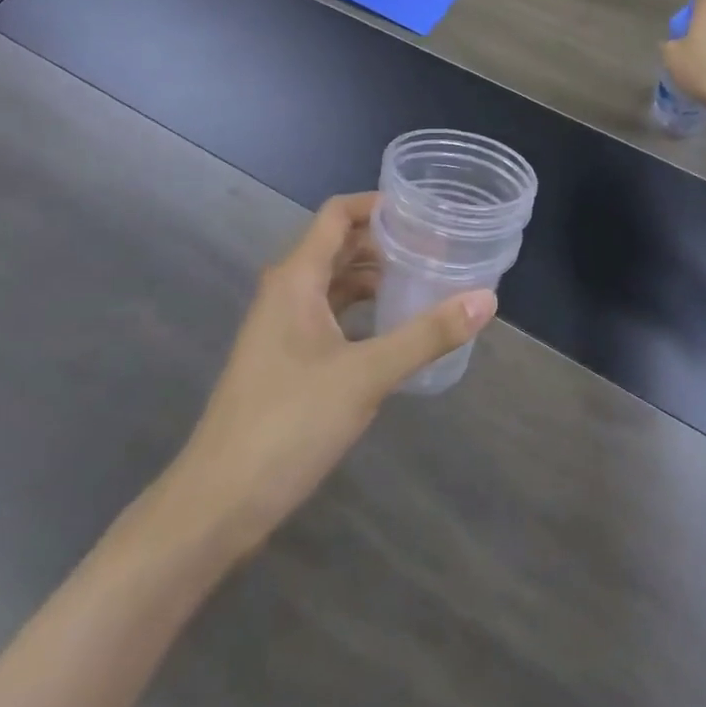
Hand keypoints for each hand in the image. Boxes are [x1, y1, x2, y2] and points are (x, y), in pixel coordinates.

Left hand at [157, 194, 495, 561]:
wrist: (218, 502)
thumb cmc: (289, 423)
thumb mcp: (366, 375)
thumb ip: (427, 335)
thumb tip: (487, 298)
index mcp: (296, 279)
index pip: (337, 215)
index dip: (377, 204)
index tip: (423, 209)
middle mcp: (286, 292)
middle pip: (338, 246)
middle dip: (385, 241)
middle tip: (437, 245)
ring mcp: (281, 327)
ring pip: (334, 283)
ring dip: (374, 276)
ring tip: (424, 279)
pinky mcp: (285, 360)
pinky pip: (329, 315)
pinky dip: (361, 310)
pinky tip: (393, 327)